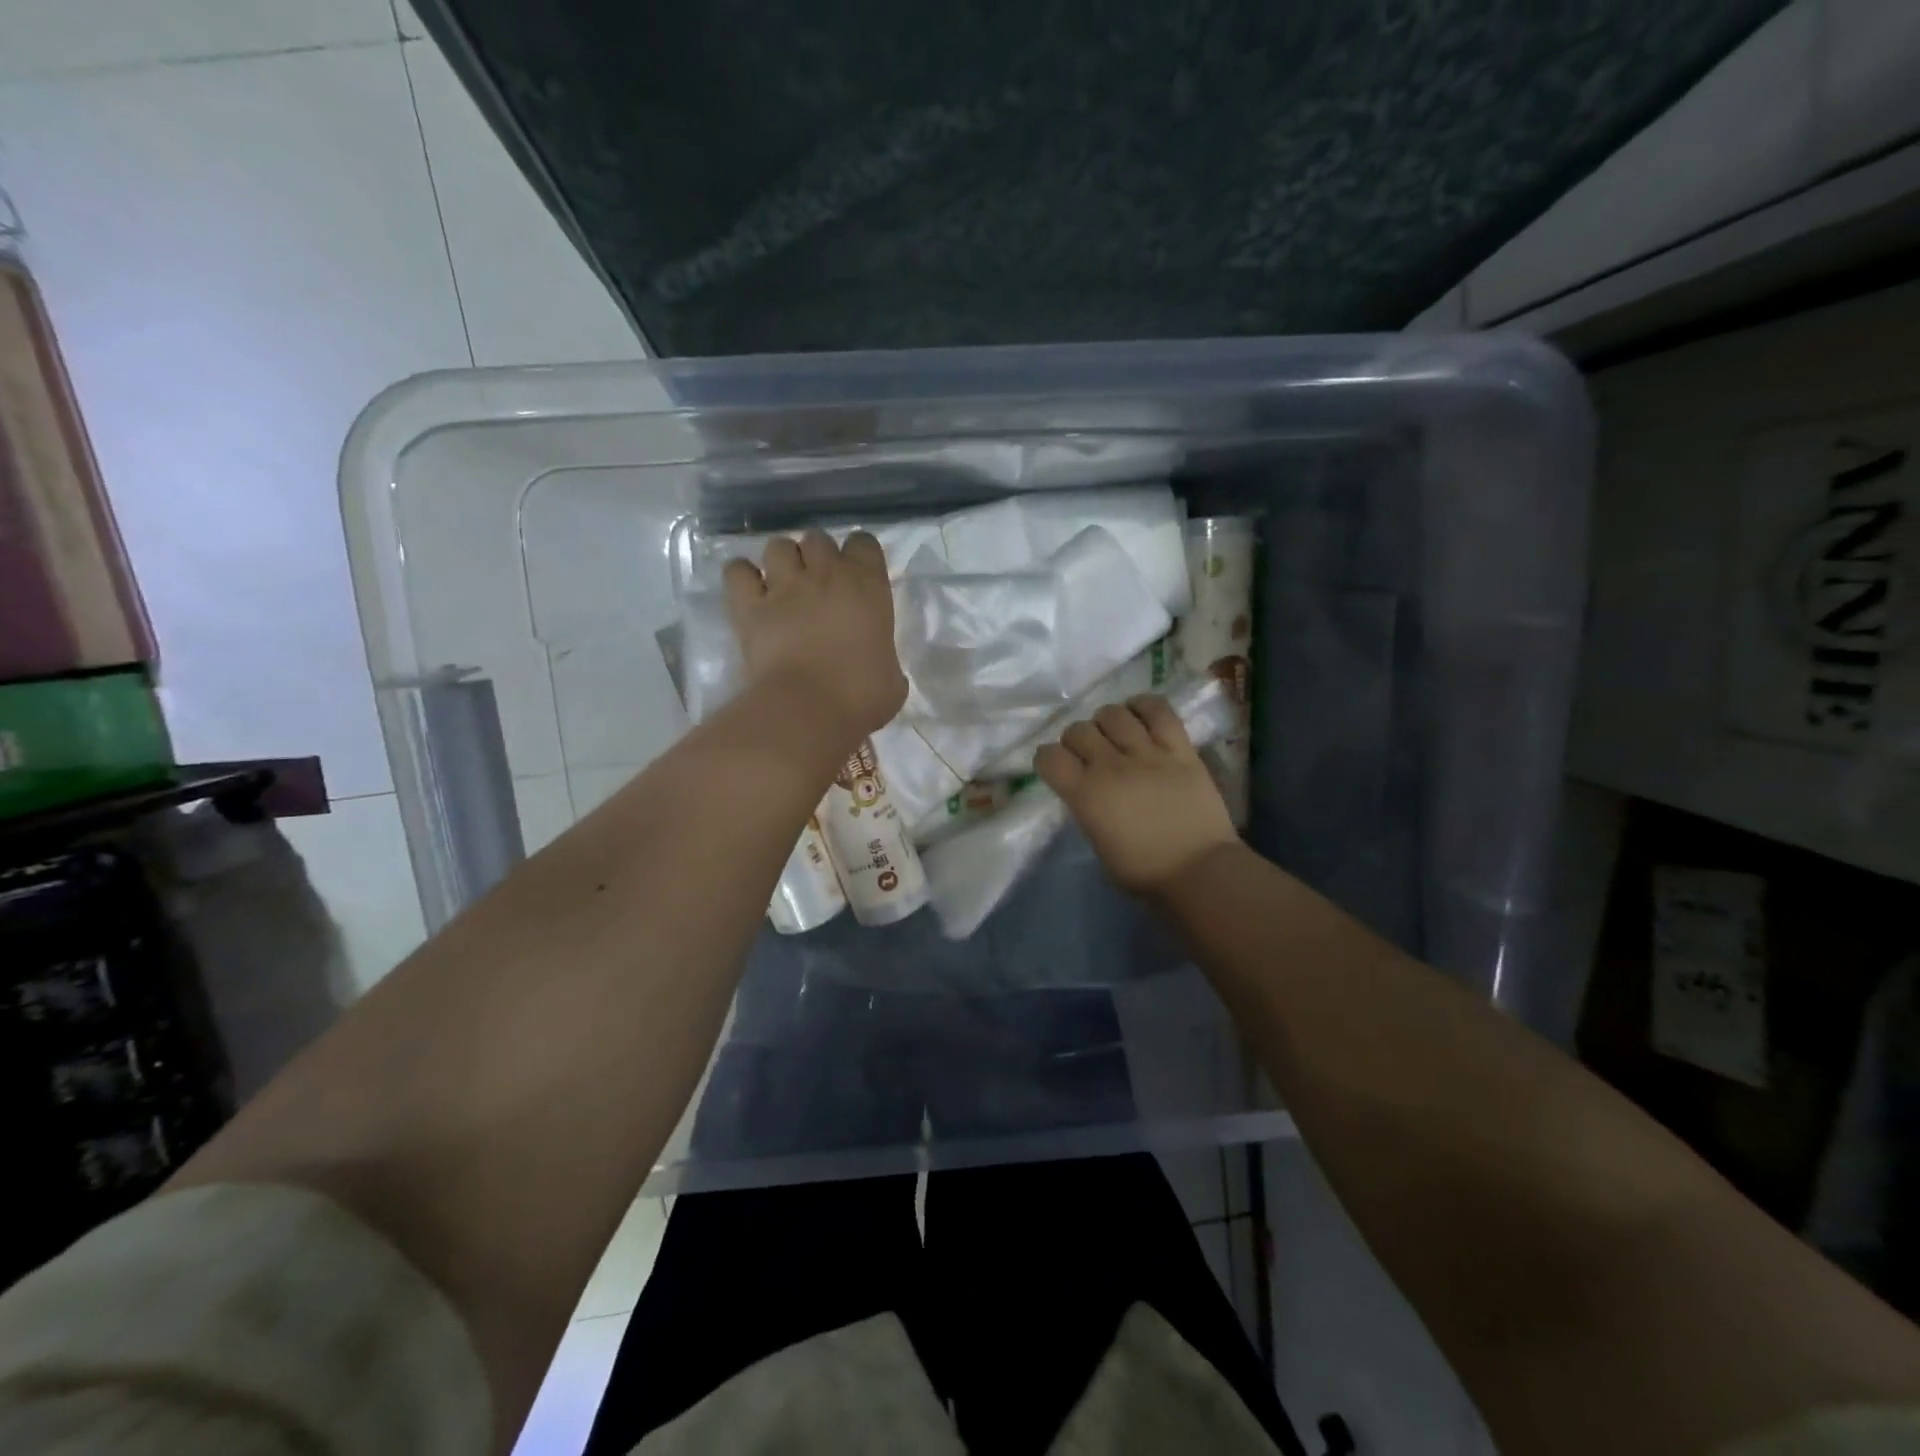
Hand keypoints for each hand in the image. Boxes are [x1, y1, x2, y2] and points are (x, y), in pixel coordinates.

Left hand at [723, 529, 907, 744]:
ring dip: (782, 562)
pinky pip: (737, 571)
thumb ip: (885, 659)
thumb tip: (880, 667)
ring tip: (784, 587)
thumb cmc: (861, 696)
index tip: (858, 577)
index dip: (859, 556)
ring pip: (777, 546)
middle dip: (817, 556)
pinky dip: (742, 577)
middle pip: (817, 539)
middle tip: (819, 585)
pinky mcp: (749, 605)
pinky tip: (750, 593)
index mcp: (868, 586)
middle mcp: (825, 574)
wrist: (809, 708)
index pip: (864, 542)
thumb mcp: (892, 679)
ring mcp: (783, 586)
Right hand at [1035, 696, 1239, 895]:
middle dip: (1076, 740)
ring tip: (1114, 734)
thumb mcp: (1097, 842)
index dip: (1047, 759)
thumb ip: (1087, 808)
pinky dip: (1144, 706)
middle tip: (1088, 754)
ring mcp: (1147, 753)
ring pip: (1113, 714)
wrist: (1199, 871)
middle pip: (1078, 730)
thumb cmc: (1143, 871)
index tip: (1056, 768)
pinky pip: (1159, 711)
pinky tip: (1140, 714)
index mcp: (1085, 794)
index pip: (1049, 756)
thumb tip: (1087, 790)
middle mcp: (1110, 766)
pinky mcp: (1180, 748)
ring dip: (1106, 721)